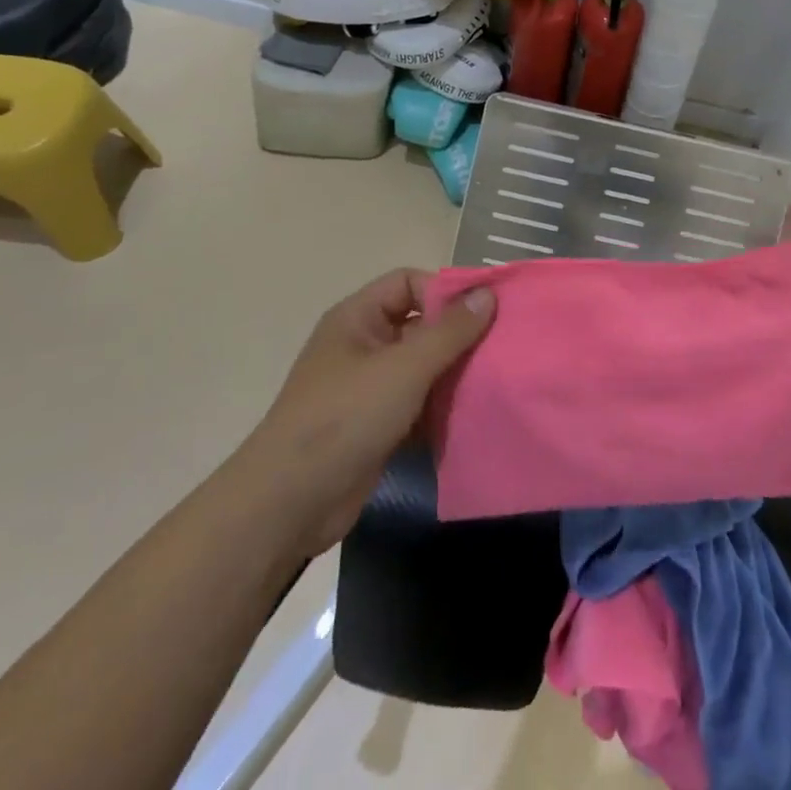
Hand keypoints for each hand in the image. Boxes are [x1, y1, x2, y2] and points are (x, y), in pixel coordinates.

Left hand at [248, 269, 494, 558]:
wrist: (289, 505)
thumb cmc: (344, 418)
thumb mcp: (403, 368)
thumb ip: (449, 331)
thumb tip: (487, 294)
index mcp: (358, 318)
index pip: (409, 283)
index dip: (445, 291)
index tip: (485, 311)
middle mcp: (363, 345)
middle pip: (420, 324)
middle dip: (459, 335)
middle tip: (502, 346)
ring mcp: (369, 388)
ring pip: (423, 366)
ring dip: (455, 373)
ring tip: (496, 379)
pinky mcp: (377, 425)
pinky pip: (419, 402)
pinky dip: (443, 406)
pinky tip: (475, 413)